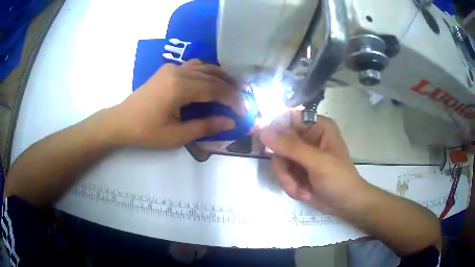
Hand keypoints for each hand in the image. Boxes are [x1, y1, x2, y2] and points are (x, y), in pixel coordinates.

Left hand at [108, 59, 243, 148]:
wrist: (121, 122)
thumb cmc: (146, 132)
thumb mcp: (176, 136)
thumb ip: (205, 127)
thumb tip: (230, 122)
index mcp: (179, 87)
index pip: (215, 89)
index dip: (233, 100)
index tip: (244, 111)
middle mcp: (178, 71)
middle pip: (213, 75)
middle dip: (231, 88)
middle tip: (243, 100)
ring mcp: (172, 67)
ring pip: (205, 66)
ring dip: (221, 77)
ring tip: (232, 89)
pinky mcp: (167, 69)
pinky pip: (194, 66)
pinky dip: (207, 72)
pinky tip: (210, 82)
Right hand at [260, 110, 369, 213]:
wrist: (345, 204)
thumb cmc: (339, 179)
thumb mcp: (317, 162)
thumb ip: (291, 147)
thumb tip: (264, 133)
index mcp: (317, 127)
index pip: (289, 117)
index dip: (275, 129)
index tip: (267, 145)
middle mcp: (308, 137)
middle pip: (279, 142)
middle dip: (283, 166)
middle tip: (289, 180)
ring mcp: (301, 154)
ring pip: (279, 160)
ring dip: (287, 179)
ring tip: (300, 190)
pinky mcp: (297, 169)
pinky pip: (282, 173)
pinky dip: (290, 185)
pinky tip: (304, 193)